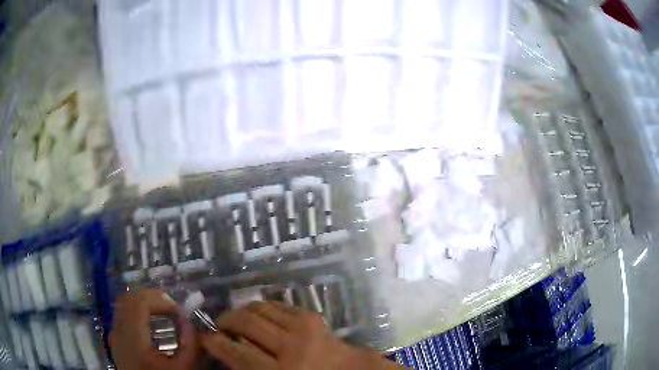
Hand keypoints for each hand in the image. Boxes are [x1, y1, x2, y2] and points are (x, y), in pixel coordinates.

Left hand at [110, 289, 198, 369]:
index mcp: (133, 339)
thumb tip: (189, 322)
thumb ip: (189, 346)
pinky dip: (136, 310)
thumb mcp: (182, 369)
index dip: (161, 300)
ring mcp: (114, 334)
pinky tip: (151, 322)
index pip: (140, 302)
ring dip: (143, 302)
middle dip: (152, 297)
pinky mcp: (115, 338)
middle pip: (129, 298)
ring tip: (163, 312)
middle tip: (172, 308)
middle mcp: (118, 332)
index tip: (179, 311)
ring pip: (123, 303)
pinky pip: (122, 313)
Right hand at [201, 301, 400, 369]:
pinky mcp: (314, 317)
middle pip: (246, 324)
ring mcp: (305, 329)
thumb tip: (227, 354)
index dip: (214, 342)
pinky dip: (264, 308)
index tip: (205, 337)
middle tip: (219, 326)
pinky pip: (279, 306)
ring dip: (243, 311)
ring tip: (237, 319)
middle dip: (225, 321)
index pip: (237, 352)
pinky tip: (260, 316)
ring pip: (260, 309)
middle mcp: (291, 348)